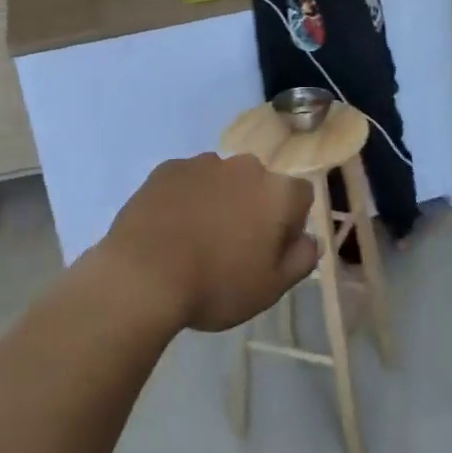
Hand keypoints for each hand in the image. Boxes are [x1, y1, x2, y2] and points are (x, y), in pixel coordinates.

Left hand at [97, 153, 317, 331]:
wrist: (142, 278)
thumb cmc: (216, 286)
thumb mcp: (272, 288)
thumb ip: (301, 259)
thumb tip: (309, 239)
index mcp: (278, 192)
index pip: (300, 197)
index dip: (290, 223)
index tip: (269, 251)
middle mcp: (246, 167)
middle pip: (260, 184)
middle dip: (253, 207)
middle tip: (232, 246)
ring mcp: (204, 164)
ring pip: (223, 180)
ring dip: (219, 200)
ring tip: (196, 238)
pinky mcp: (167, 168)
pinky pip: (188, 180)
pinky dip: (186, 198)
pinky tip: (170, 228)